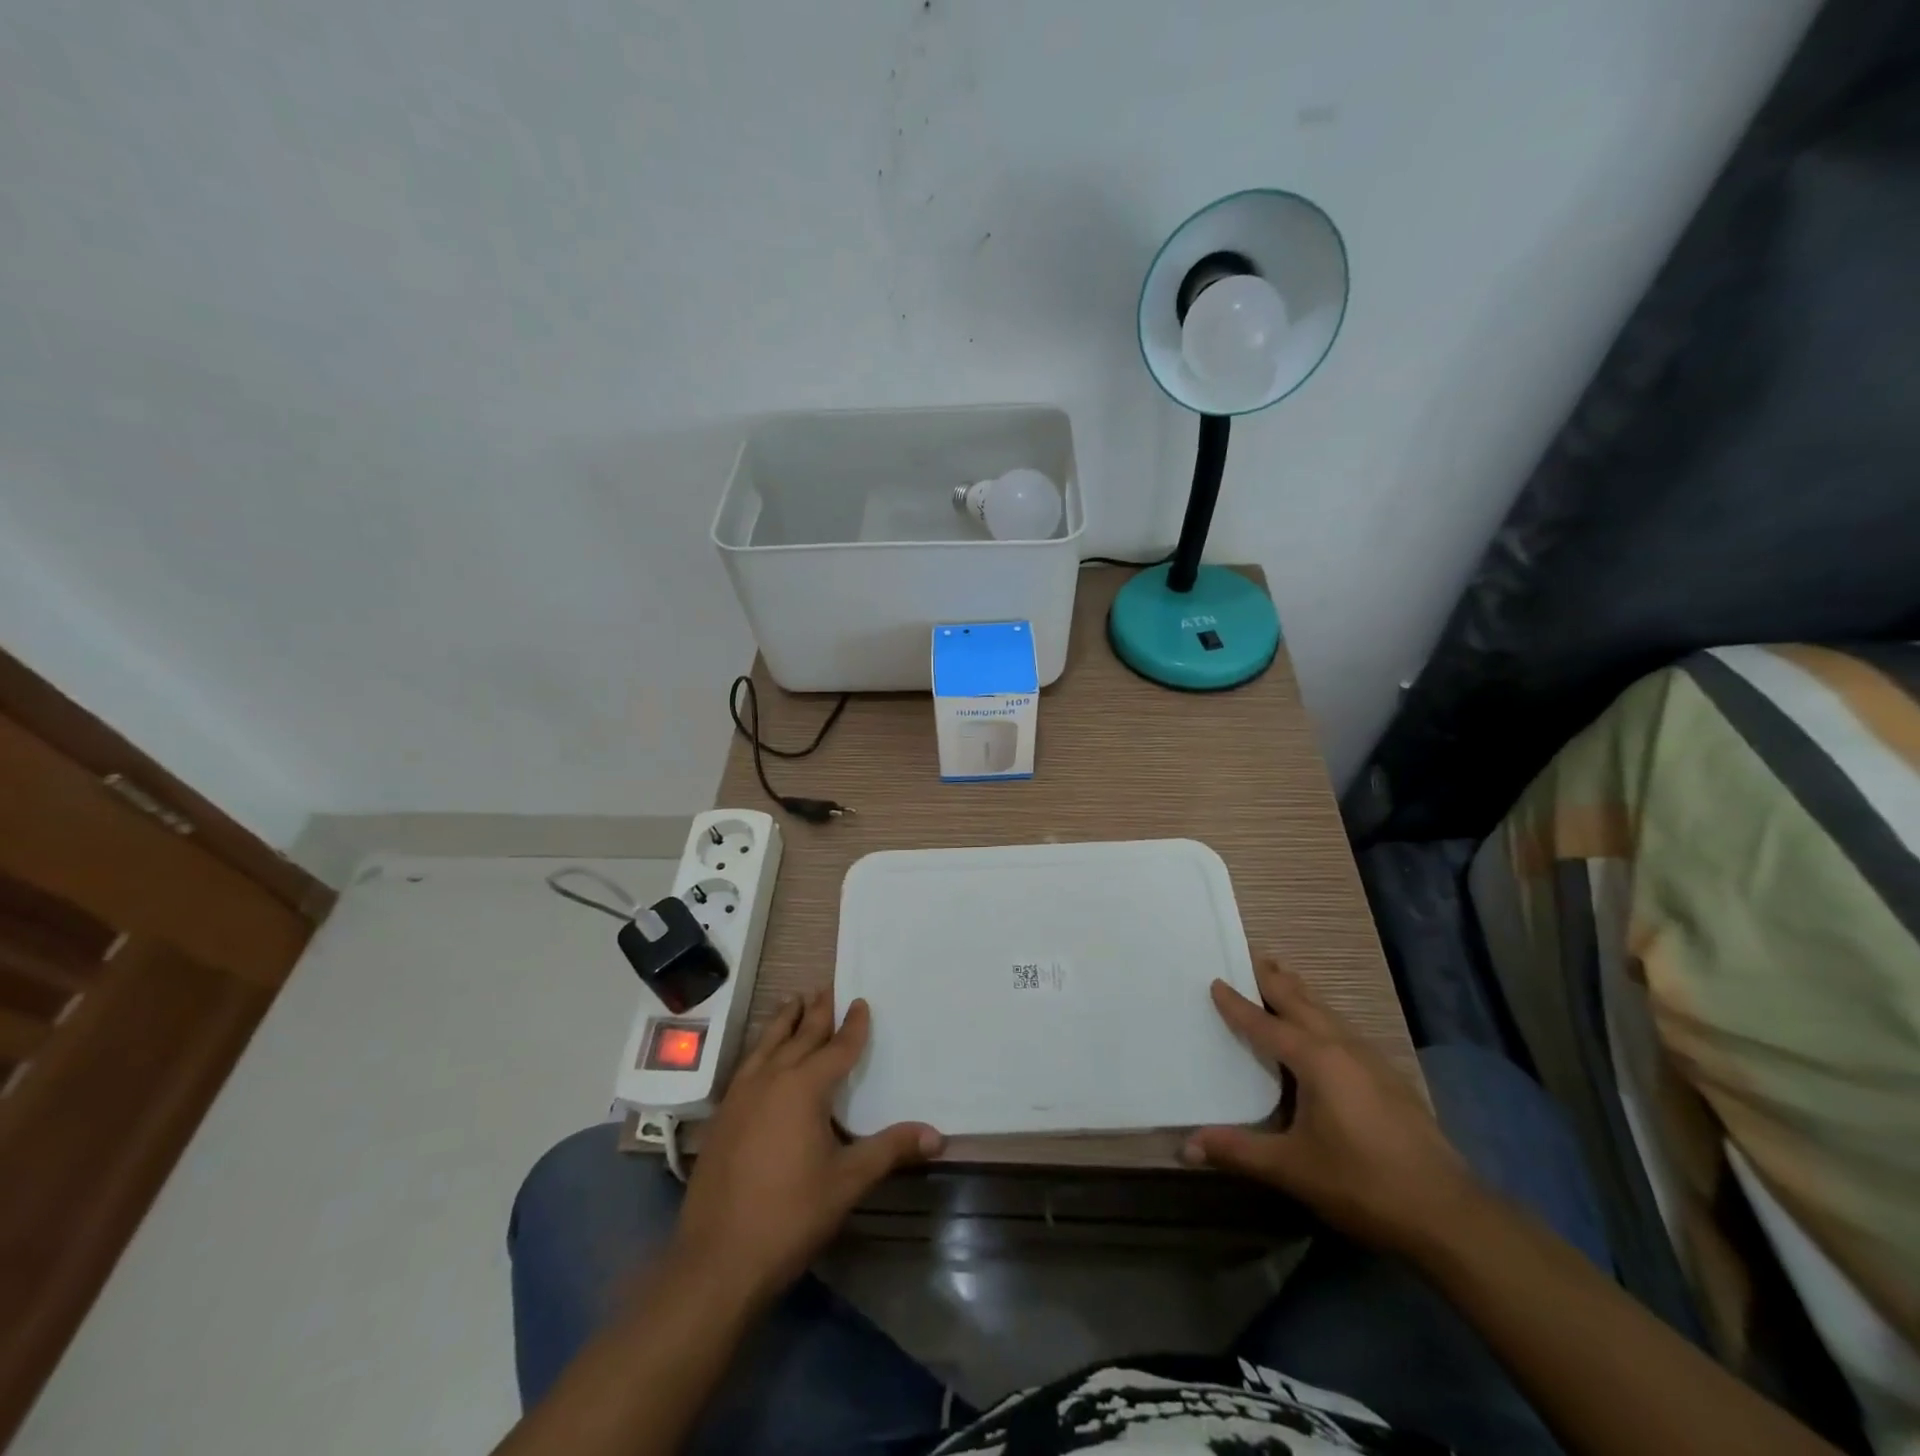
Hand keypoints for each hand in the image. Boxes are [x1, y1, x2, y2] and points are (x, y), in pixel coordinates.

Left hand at [670, 991, 941, 1301]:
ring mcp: (741, 1096)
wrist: (718, 1259)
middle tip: (826, 987)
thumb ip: (890, 1150)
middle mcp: (771, 1079)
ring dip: (783, 1022)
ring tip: (792, 1000)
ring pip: (766, 1045)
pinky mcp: (723, 1117)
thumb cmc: (790, 1215)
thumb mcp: (848, 1181)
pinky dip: (760, 1049)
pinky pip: (747, 1066)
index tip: (861, 1002)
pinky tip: (761, 1056)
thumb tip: (937, 1135)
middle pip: (798, 1036)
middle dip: (816, 1012)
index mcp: (804, 1088)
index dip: (853, 1025)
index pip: (836, 1047)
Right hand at [1184, 955, 1478, 1256]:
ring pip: (1328, 1013)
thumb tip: (1186, 1145)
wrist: (1448, 1214)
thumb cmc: (1362, 1183)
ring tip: (1283, 977)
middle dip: (1274, 979)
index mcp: (1316, 1060)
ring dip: (1301, 993)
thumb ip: (1239, 1151)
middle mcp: (1343, 1048)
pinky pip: (1345, 1030)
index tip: (1216, 981)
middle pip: (1302, 1002)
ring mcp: (1372, 1061)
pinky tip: (1325, 1029)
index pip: (1266, 1024)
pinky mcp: (1390, 1079)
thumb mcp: (1293, 1168)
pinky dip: (1323, 1015)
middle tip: (1251, 955)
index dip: (1238, 1004)